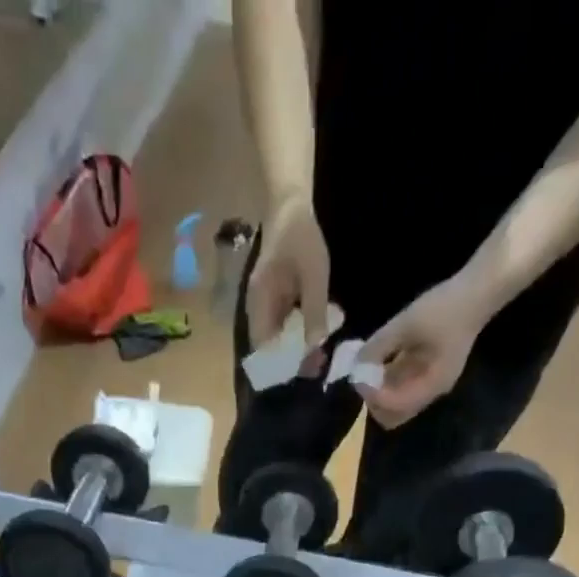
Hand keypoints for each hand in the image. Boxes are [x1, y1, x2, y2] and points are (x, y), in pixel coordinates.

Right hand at [247, 193, 330, 372]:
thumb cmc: (300, 237)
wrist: (289, 206)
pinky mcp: (275, 302)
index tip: (305, 368)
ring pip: (278, 340)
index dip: (282, 364)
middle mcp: (257, 310)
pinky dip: (299, 334)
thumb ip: (314, 310)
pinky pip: (284, 327)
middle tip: (319, 364)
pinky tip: (317, 334)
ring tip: (321, 353)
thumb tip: (315, 347)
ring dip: (297, 349)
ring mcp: (266, 306)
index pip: (263, 348)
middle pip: (270, 348)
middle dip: (293, 360)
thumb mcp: (313, 273)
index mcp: (259, 304)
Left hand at [355, 271, 494, 427]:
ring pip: (394, 404)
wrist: (476, 292)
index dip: (373, 396)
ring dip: (378, 392)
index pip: (394, 407)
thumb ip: (380, 345)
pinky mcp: (425, 373)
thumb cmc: (445, 308)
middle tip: (363, 376)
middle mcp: (429, 392)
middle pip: (393, 415)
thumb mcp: (407, 323)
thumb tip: (356, 363)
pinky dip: (385, 381)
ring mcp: (428, 383)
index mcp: (431, 385)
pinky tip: (376, 362)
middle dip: (374, 400)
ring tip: (367, 368)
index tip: (360, 375)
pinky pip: (400, 387)